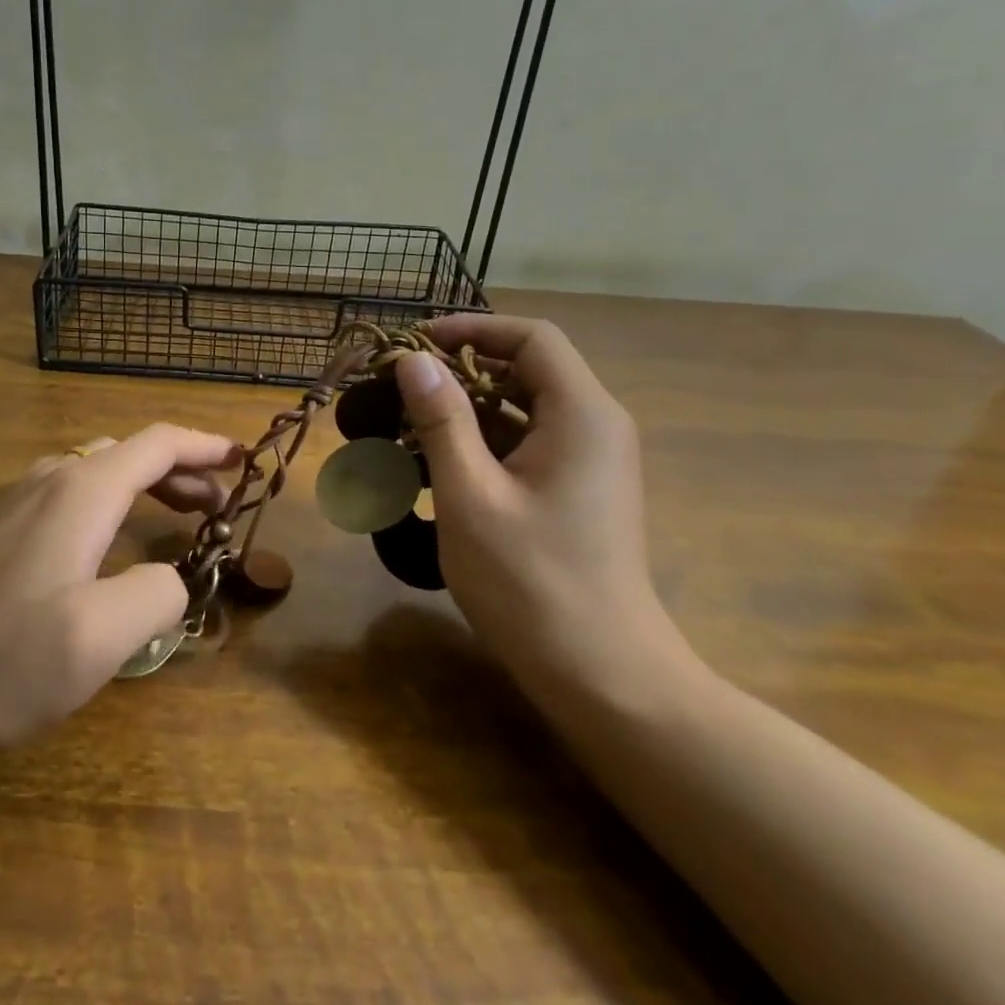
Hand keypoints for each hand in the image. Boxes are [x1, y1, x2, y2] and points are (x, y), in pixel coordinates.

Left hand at [0, 424, 240, 753]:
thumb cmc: (3, 657)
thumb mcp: (101, 636)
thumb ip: (157, 594)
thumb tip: (167, 578)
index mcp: (83, 491)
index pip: (159, 444)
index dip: (206, 447)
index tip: (244, 460)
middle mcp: (53, 479)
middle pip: (132, 453)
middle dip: (183, 471)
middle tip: (219, 506)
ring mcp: (19, 500)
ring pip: (100, 471)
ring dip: (148, 484)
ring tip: (179, 517)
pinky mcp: (0, 528)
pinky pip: (74, 493)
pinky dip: (114, 500)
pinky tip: (113, 541)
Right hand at [393, 315, 695, 709]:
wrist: (603, 676)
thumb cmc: (531, 582)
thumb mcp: (471, 495)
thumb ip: (442, 420)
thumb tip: (413, 360)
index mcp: (581, 415)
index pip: (533, 338)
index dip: (473, 328)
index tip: (415, 344)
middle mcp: (595, 426)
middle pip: (528, 369)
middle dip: (462, 370)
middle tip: (401, 387)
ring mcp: (590, 461)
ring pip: (523, 408)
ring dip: (466, 409)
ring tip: (407, 425)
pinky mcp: (578, 491)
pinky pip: (527, 443)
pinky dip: (482, 442)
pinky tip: (436, 465)